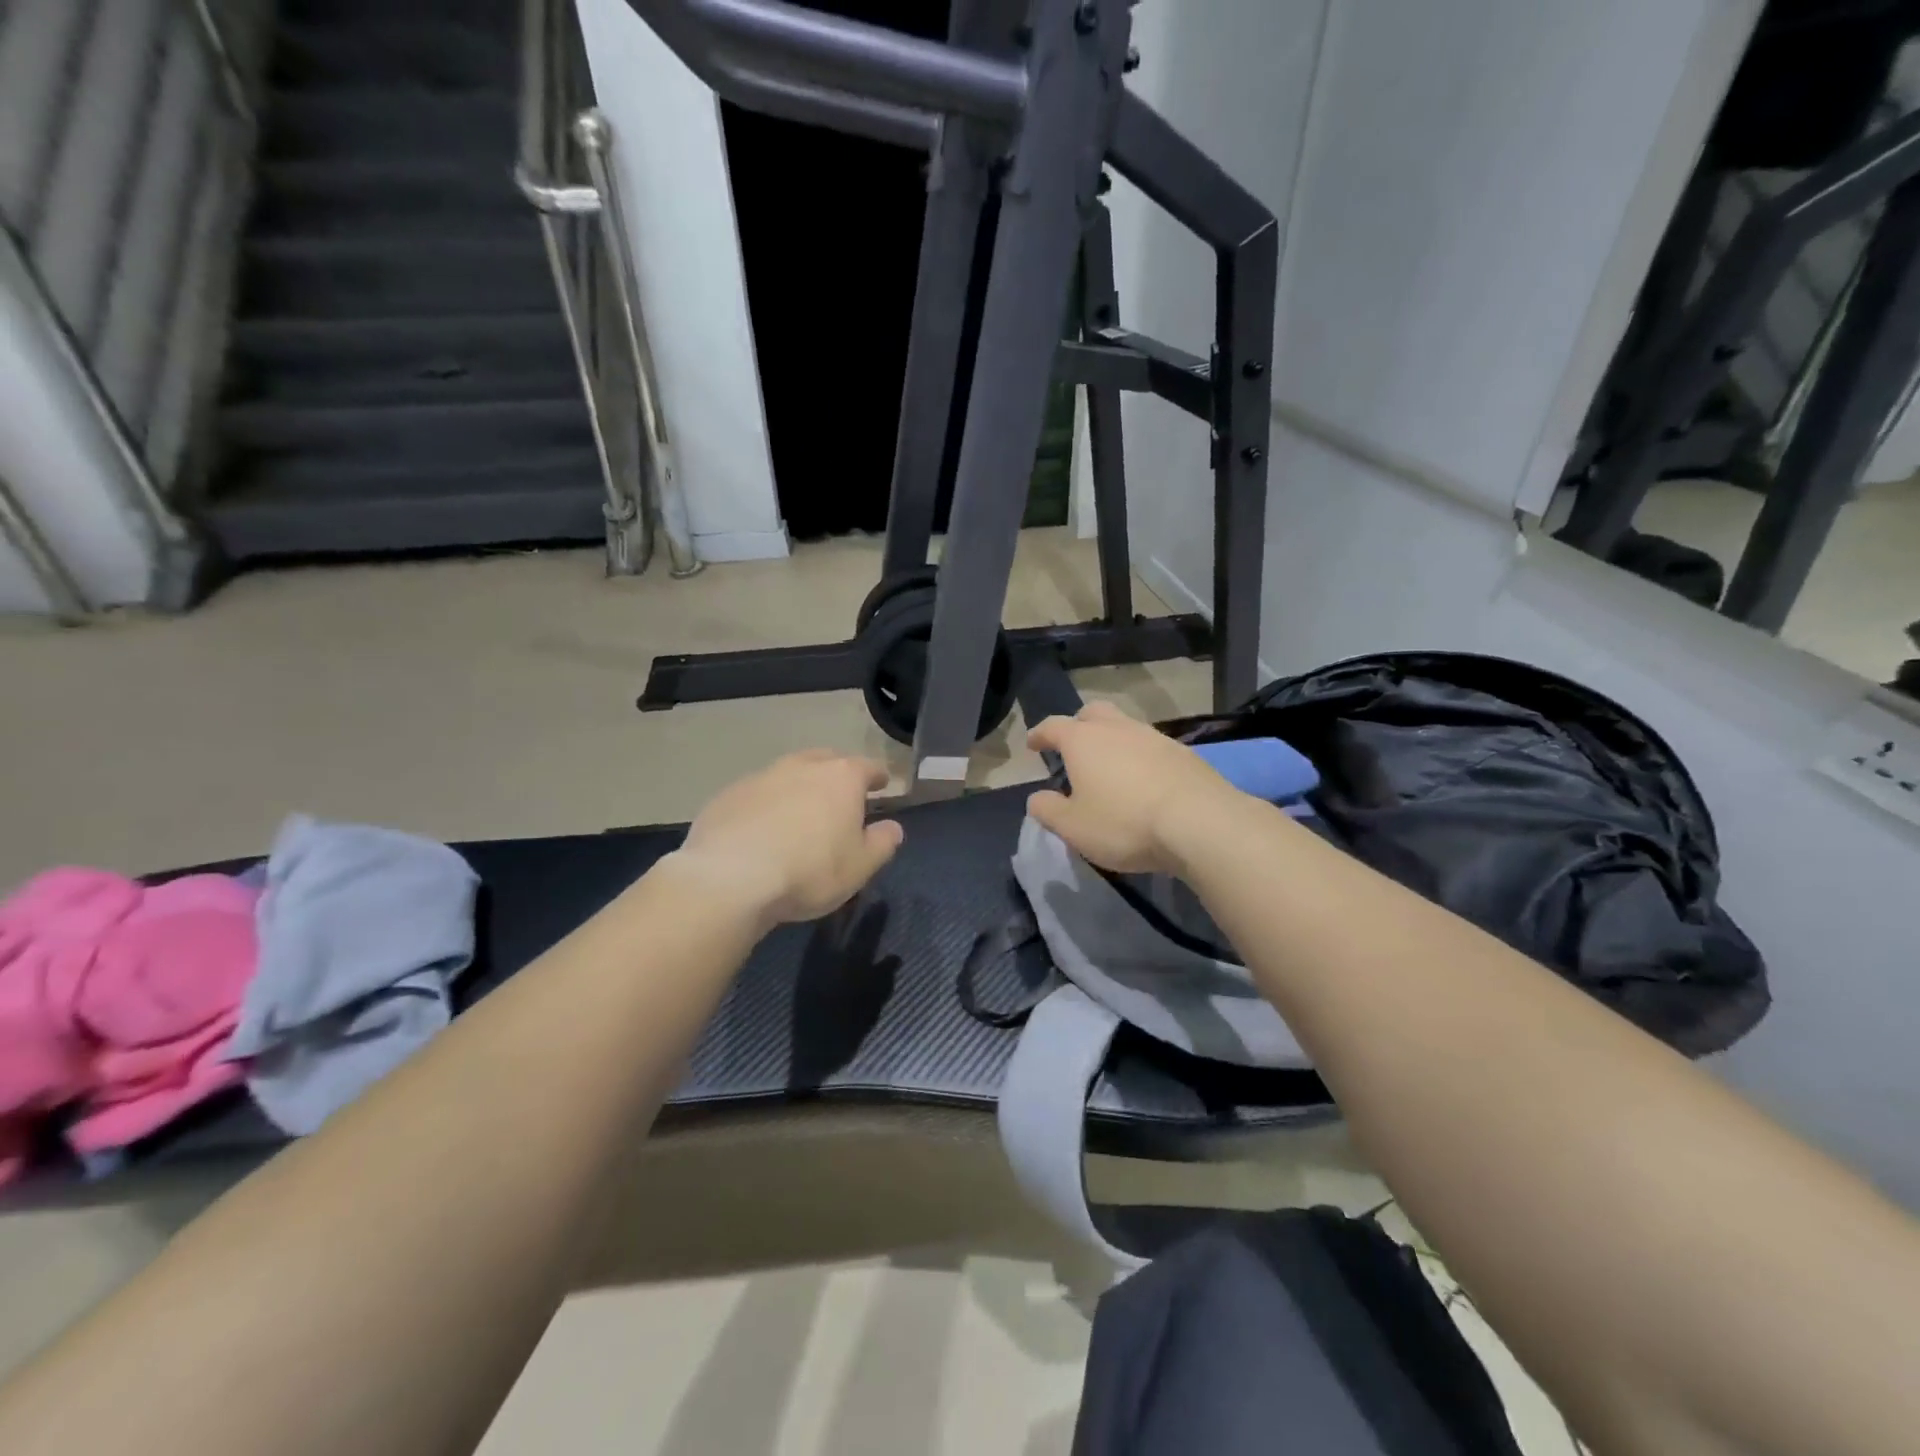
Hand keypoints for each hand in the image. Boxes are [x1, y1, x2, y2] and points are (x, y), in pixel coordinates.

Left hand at [672, 750, 903, 927]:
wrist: (730, 877)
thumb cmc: (809, 870)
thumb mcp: (860, 867)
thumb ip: (881, 844)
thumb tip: (893, 828)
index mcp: (842, 778)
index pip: (867, 767)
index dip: (877, 776)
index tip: (881, 783)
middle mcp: (802, 766)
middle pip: (826, 760)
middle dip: (837, 773)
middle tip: (840, 794)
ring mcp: (761, 776)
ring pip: (788, 773)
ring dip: (798, 787)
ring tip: (799, 812)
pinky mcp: (728, 794)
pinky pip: (757, 794)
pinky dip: (766, 804)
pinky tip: (761, 828)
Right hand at [1026, 702, 1239, 874]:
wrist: (1200, 822)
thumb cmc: (1124, 823)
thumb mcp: (1073, 827)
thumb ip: (1048, 810)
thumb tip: (1036, 798)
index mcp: (1083, 741)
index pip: (1053, 726)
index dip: (1039, 734)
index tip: (1032, 744)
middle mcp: (1117, 729)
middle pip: (1093, 713)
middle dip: (1078, 725)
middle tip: (1073, 746)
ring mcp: (1154, 737)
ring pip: (1125, 727)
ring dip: (1112, 741)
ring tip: (1110, 768)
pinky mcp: (1183, 753)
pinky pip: (1151, 746)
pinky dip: (1140, 757)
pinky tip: (1143, 781)